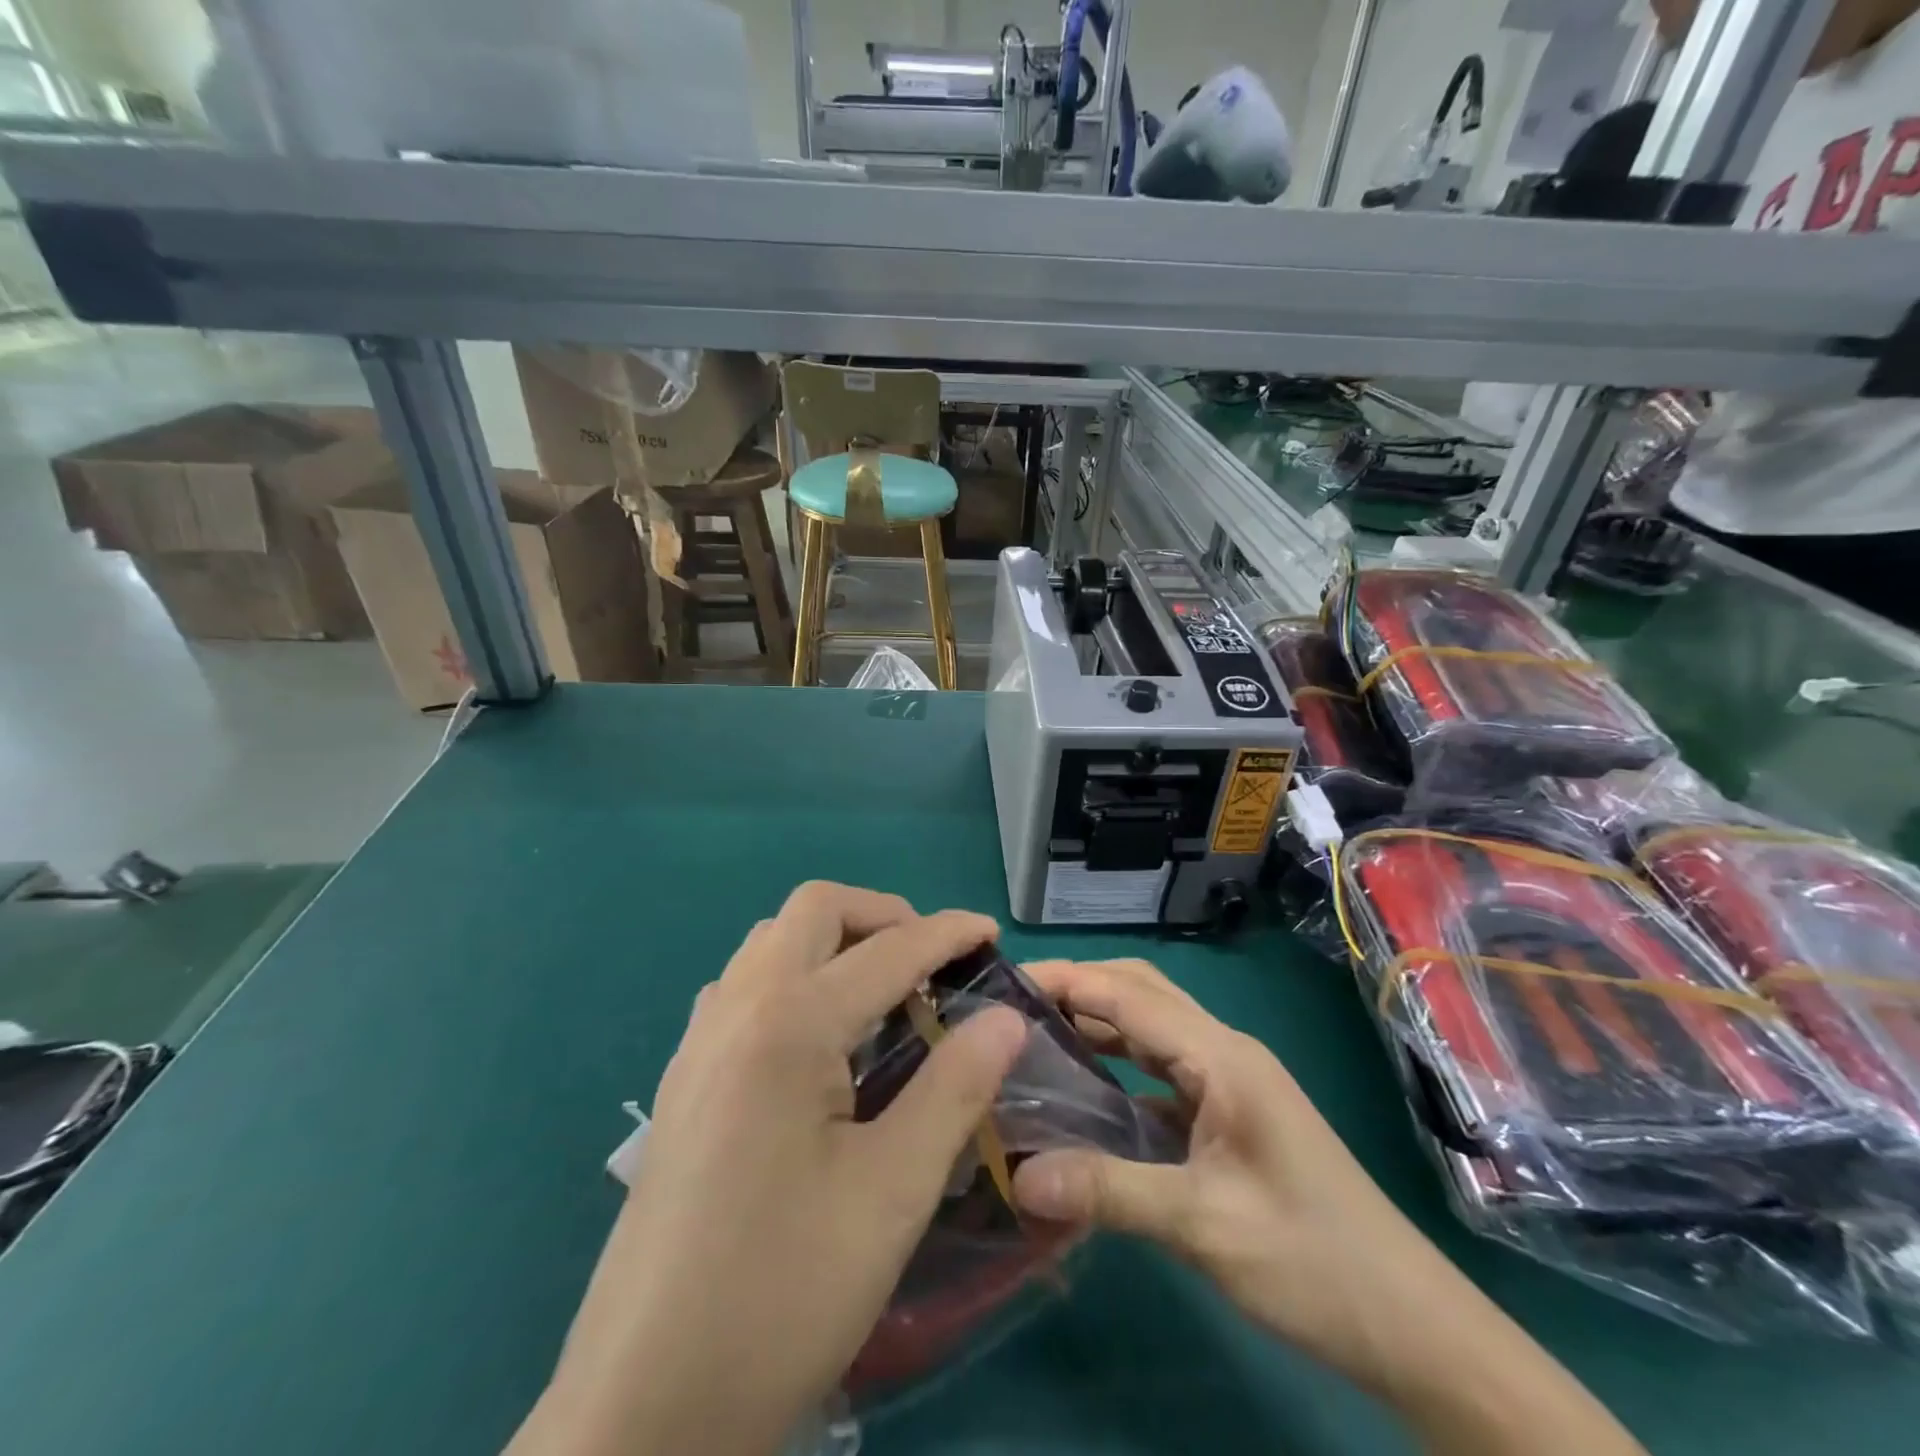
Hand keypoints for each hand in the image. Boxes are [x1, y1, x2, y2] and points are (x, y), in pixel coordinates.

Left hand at [511, 884, 1027, 1455]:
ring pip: (771, 942)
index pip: (887, 950)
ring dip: (834, 943)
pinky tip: (819, 1041)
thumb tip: (1005, 1018)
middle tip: (931, 963)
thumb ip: (955, 1089)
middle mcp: (736, 1010)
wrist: (643, 1408)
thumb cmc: (782, 1293)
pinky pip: (743, 986)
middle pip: (814, 910)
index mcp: (788, 1025)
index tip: (991, 933)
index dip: (947, 933)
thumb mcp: (892, 1192)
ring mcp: (699, 1042)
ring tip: (882, 995)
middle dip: (882, 916)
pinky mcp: (683, 1079)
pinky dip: (794, 977)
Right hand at [1007, 957, 1466, 1394]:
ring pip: (1149, 1026)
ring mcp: (1228, 1080)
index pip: (1127, 994)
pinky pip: (1159, 1067)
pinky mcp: (1227, 1111)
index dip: (1065, 980)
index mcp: (1221, 1056)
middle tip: (1012, 1007)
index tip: (1003, 984)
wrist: (1409, 1324)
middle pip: (1139, 992)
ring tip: (1032, 1035)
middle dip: (1078, 987)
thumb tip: (1020, 1176)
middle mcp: (1223, 1051)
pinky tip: (1083, 1090)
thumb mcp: (1205, 1226)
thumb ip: (1110, 1192)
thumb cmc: (1312, 1262)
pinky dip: (1116, 1062)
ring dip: (1096, 1020)